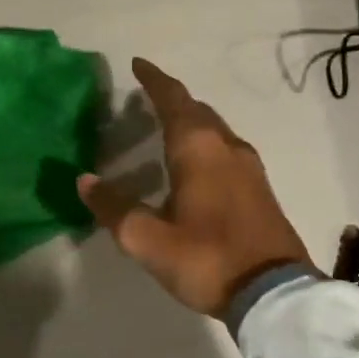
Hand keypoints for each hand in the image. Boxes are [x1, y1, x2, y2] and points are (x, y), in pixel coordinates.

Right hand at [77, 58, 312, 317]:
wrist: (273, 293)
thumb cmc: (206, 258)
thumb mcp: (148, 239)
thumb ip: (115, 208)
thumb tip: (85, 181)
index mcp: (198, 149)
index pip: (173, 101)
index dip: (154, 80)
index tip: (138, 64)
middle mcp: (227, 148)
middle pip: (198, 111)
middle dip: (173, 100)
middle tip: (148, 97)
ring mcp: (249, 168)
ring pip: (216, 130)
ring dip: (192, 122)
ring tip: (169, 127)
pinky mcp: (260, 190)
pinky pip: (227, 150)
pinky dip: (206, 144)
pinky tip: (198, 165)